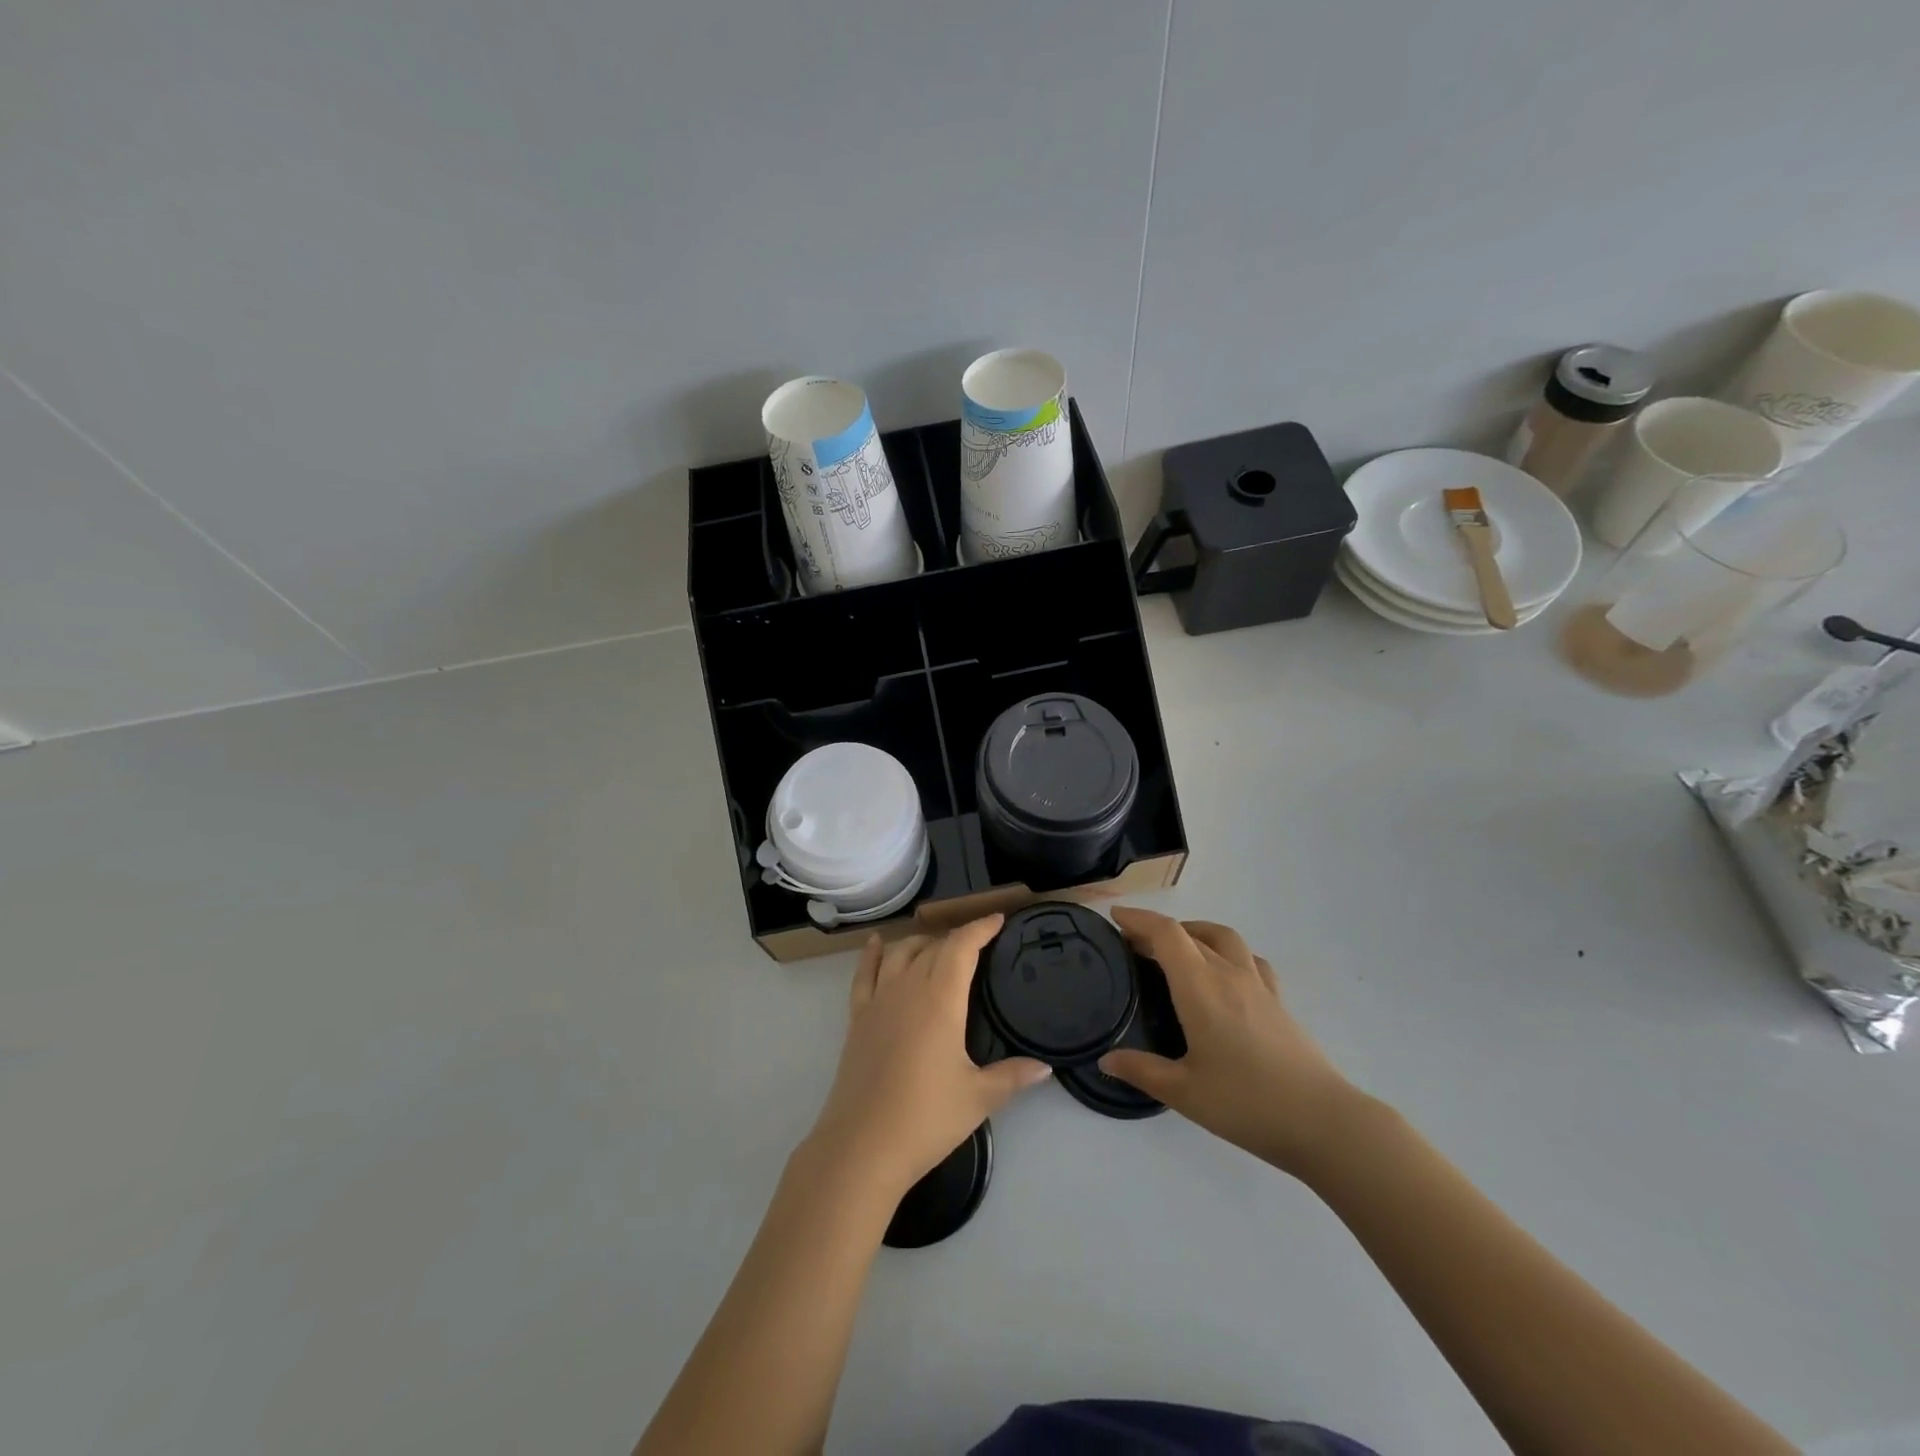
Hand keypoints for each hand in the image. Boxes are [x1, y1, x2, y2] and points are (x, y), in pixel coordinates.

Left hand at [805, 916, 1050, 1200]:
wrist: (862, 1146)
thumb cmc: (926, 1118)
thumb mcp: (978, 1098)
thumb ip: (1013, 1077)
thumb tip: (1045, 1068)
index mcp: (940, 999)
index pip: (962, 947)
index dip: (980, 928)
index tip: (998, 920)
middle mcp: (908, 988)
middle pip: (933, 947)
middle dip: (958, 938)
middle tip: (979, 942)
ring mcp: (878, 1001)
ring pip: (900, 953)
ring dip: (921, 942)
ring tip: (938, 945)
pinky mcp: (857, 1018)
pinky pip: (864, 974)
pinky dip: (872, 954)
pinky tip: (878, 943)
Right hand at [1099, 907, 1354, 1176]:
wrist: (1323, 1121)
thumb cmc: (1246, 1103)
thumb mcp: (1184, 1092)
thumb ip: (1142, 1070)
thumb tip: (1106, 1060)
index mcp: (1200, 987)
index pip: (1166, 934)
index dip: (1139, 919)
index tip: (1115, 918)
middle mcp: (1228, 974)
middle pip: (1190, 933)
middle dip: (1158, 930)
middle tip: (1133, 945)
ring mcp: (1258, 985)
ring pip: (1223, 938)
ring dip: (1194, 933)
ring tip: (1177, 951)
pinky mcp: (1279, 1001)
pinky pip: (1249, 959)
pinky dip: (1226, 952)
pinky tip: (1223, 975)